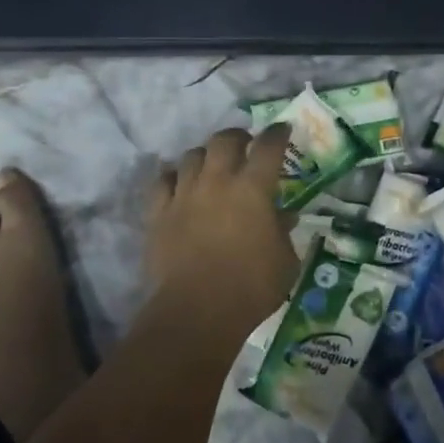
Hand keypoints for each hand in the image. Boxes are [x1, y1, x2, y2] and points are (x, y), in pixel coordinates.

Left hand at [143, 124, 296, 338]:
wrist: (196, 312)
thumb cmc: (251, 287)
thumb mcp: (285, 262)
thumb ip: (284, 232)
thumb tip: (284, 216)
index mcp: (253, 188)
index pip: (268, 146)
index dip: (277, 134)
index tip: (282, 130)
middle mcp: (217, 181)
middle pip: (224, 140)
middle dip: (237, 136)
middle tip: (245, 145)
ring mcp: (184, 194)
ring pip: (191, 156)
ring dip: (205, 156)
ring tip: (211, 166)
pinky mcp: (158, 213)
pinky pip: (162, 181)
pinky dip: (173, 177)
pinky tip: (178, 184)